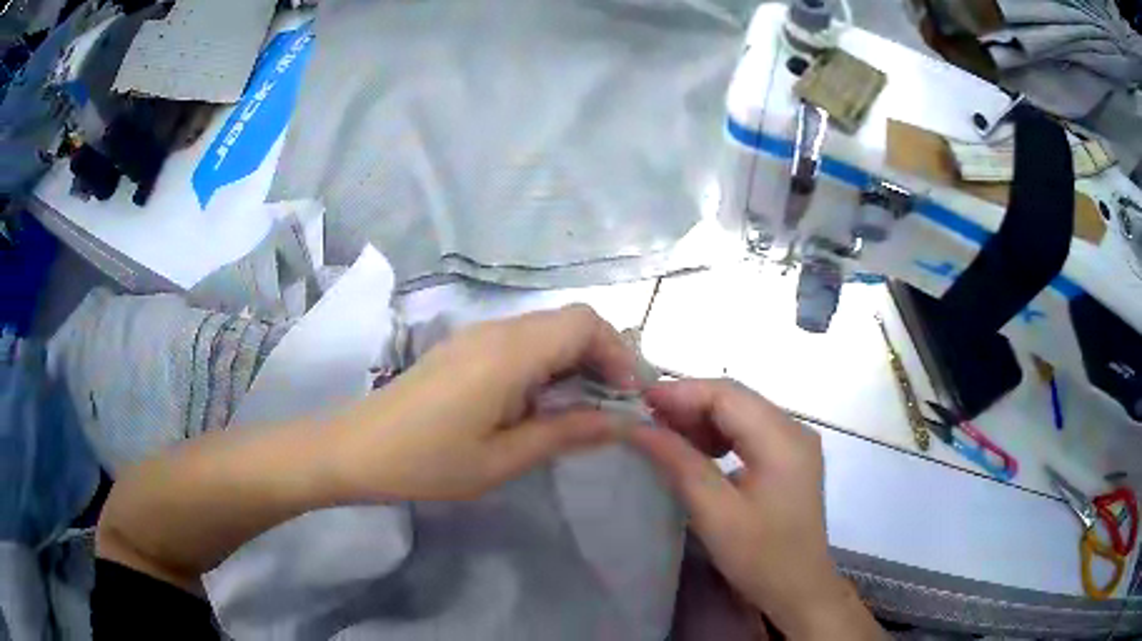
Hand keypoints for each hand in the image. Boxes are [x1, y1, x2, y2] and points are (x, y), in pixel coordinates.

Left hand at [329, 304, 640, 501]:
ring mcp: (477, 335)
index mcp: (510, 353)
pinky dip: (546, 364)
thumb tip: (621, 421)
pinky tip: (538, 404)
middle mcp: (497, 330)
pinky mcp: (464, 347)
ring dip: (574, 362)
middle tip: (609, 407)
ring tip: (579, 411)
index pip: (585, 322)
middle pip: (570, 321)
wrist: (356, 449)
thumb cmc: (427, 461)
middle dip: (601, 358)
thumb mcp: (503, 459)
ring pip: (546, 330)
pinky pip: (521, 341)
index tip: (626, 397)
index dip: (617, 353)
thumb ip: (566, 433)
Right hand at [630, 379, 881, 638]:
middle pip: (736, 399)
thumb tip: (638, 428)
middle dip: (688, 405)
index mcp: (783, 439)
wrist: (799, 589)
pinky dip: (718, 435)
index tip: (638, 402)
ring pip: (741, 413)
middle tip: (645, 420)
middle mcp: (795, 430)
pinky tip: (696, 452)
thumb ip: (679, 463)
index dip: (681, 392)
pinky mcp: (790, 459)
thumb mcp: (715, 514)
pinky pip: (749, 432)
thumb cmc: (760, 557)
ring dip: (701, 419)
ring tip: (664, 435)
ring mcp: (795, 443)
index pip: (728, 395)